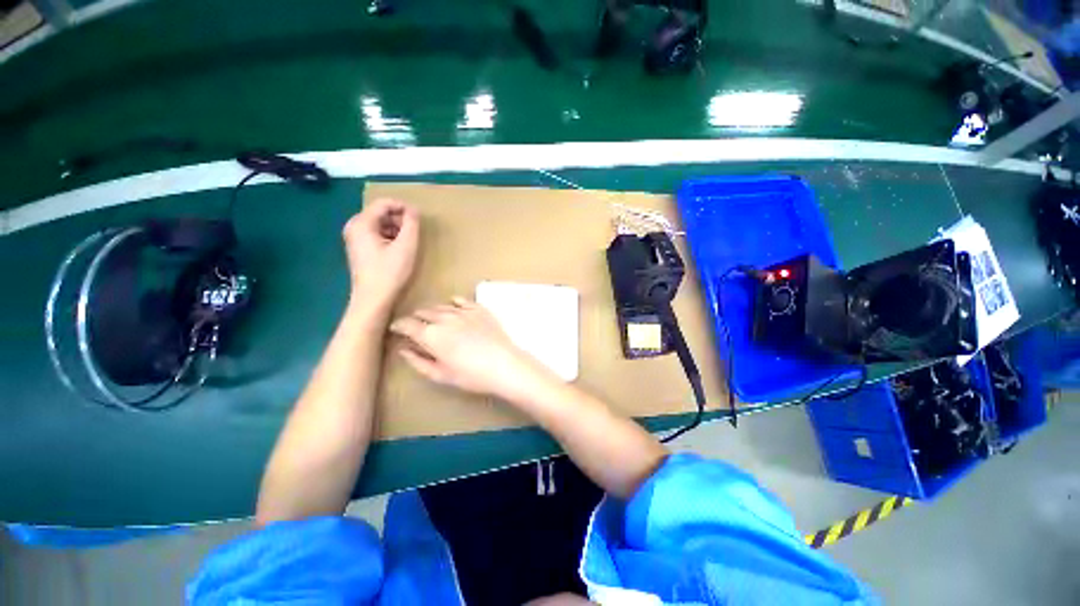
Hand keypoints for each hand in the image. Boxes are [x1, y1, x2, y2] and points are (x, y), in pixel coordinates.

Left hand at [343, 198, 418, 311]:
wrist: (373, 299)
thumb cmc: (390, 272)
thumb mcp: (406, 246)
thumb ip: (411, 224)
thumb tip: (414, 210)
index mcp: (361, 223)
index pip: (384, 203)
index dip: (404, 207)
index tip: (419, 219)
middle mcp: (353, 227)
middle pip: (380, 213)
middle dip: (400, 219)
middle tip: (415, 232)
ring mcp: (354, 238)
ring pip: (379, 224)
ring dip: (396, 229)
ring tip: (409, 242)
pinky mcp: (359, 249)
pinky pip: (376, 234)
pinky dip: (389, 237)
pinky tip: (399, 250)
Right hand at [390, 297, 557, 401]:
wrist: (504, 364)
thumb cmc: (471, 375)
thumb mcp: (440, 374)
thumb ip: (418, 361)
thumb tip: (403, 350)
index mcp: (431, 334)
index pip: (407, 324)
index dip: (399, 325)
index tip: (396, 328)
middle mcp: (444, 317)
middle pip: (423, 312)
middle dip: (416, 319)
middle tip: (416, 327)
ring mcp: (463, 311)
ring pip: (441, 306)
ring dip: (433, 312)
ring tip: (434, 320)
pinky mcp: (479, 309)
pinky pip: (462, 301)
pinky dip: (454, 303)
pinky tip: (454, 307)